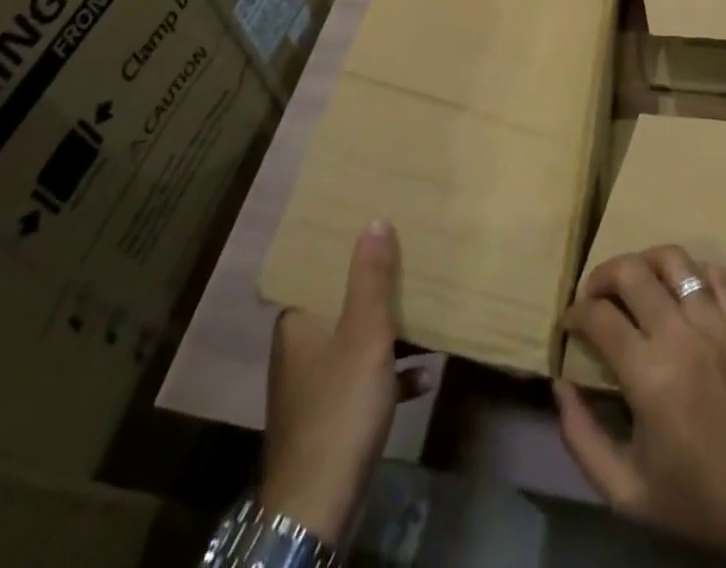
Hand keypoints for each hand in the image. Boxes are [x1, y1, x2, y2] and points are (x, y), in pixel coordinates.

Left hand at [262, 221, 432, 545]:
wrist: (319, 505)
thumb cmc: (340, 406)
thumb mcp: (364, 334)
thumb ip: (371, 278)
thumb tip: (374, 221)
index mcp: (298, 323)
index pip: (319, 273)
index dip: (347, 251)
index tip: (377, 230)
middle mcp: (299, 348)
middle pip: (342, 305)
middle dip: (377, 289)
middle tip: (410, 265)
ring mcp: (314, 386)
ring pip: (356, 343)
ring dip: (390, 334)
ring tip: (427, 316)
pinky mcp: (330, 418)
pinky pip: (364, 382)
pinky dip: (392, 376)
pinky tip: (425, 377)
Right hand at [556, 246, 725, 561]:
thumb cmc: (700, 499)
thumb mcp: (627, 492)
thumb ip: (582, 438)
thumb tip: (560, 387)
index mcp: (648, 374)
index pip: (598, 316)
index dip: (575, 313)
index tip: (569, 323)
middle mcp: (679, 335)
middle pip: (631, 271)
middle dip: (602, 274)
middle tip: (595, 295)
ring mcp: (716, 323)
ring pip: (674, 259)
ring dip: (645, 262)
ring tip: (636, 282)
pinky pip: (716, 274)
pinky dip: (693, 272)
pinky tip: (682, 292)